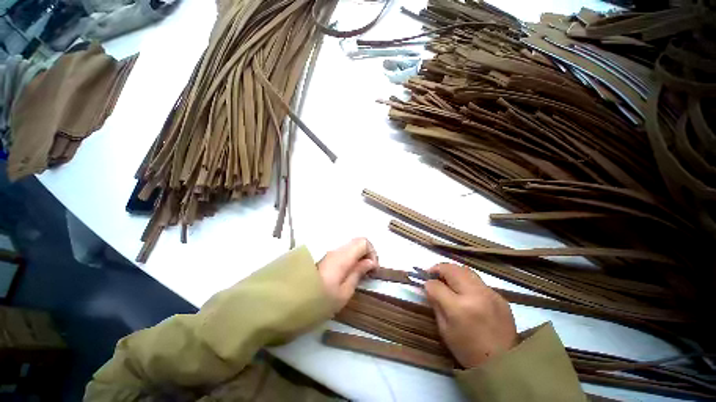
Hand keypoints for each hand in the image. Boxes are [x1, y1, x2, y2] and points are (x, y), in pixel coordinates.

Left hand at [317, 238, 378, 312]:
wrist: (287, 302)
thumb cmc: (317, 301)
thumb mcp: (342, 293)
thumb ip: (357, 274)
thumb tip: (370, 262)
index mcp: (342, 257)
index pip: (363, 242)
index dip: (372, 253)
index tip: (373, 269)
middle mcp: (335, 250)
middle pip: (357, 242)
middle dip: (366, 254)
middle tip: (367, 271)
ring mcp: (327, 252)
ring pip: (349, 246)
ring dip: (358, 256)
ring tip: (358, 274)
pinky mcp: (322, 256)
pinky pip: (341, 252)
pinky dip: (349, 258)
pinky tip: (347, 272)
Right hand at [424, 263, 516, 367]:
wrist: (504, 365)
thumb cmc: (468, 350)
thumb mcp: (444, 329)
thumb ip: (436, 303)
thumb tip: (430, 286)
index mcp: (459, 308)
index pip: (437, 285)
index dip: (428, 283)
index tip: (425, 283)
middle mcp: (476, 295)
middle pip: (452, 269)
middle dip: (440, 268)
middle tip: (433, 273)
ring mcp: (490, 294)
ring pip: (466, 270)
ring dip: (453, 271)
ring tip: (447, 278)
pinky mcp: (500, 297)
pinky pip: (478, 281)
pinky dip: (467, 280)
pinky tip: (465, 291)